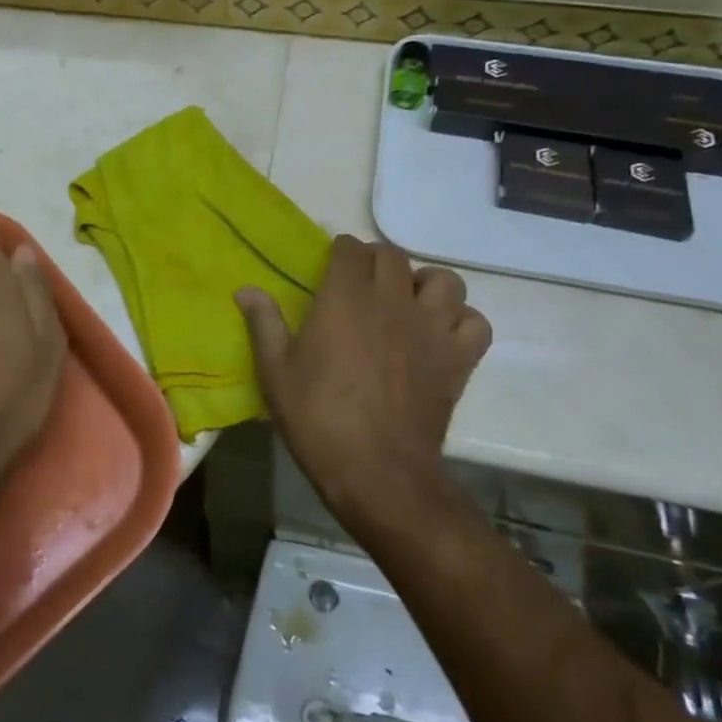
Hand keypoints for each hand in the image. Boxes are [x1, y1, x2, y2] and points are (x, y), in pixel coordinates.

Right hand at [237, 237, 490, 520]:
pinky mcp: (459, 359)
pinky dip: (461, 322)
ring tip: (408, 303)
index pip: (351, 248)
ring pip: (444, 280)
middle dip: (376, 261)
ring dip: (426, 285)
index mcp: (345, 298)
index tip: (331, 267)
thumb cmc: (319, 419)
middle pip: (394, 256)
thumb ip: (264, 324)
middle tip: (362, 284)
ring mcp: (432, 328)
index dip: (341, 252)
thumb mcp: (276, 372)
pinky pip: (475, 323)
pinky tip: (441, 335)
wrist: (379, 473)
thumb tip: (246, 289)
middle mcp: (393, 300)